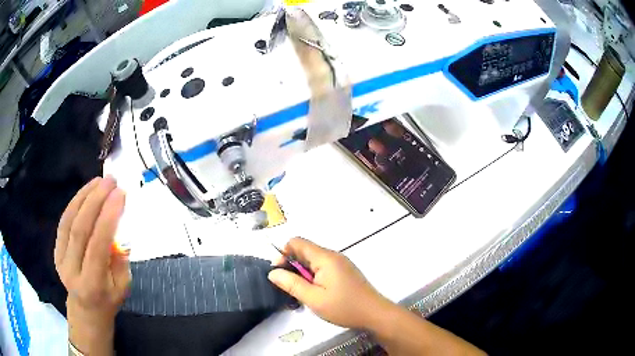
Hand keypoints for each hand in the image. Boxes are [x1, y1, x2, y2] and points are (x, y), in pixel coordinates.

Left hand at [55, 177, 128, 354]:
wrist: (86, 309)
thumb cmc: (109, 299)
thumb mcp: (123, 286)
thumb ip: (119, 258)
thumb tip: (116, 229)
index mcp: (92, 285)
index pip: (97, 245)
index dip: (108, 217)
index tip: (120, 194)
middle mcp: (72, 270)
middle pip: (80, 229)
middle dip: (95, 200)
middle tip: (110, 181)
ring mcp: (60, 258)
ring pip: (69, 220)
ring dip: (84, 196)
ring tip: (99, 181)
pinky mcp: (56, 249)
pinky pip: (64, 221)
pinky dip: (75, 203)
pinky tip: (85, 192)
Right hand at [268, 238, 391, 329]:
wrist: (374, 314)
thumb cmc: (344, 307)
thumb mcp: (313, 299)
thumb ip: (291, 284)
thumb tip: (272, 272)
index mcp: (325, 258)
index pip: (296, 242)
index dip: (283, 254)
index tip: (279, 273)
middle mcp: (333, 256)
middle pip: (304, 251)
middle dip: (292, 266)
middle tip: (290, 287)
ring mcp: (340, 263)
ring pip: (313, 261)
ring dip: (303, 273)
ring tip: (302, 293)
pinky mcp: (344, 271)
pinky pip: (323, 268)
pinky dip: (313, 276)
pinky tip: (315, 293)